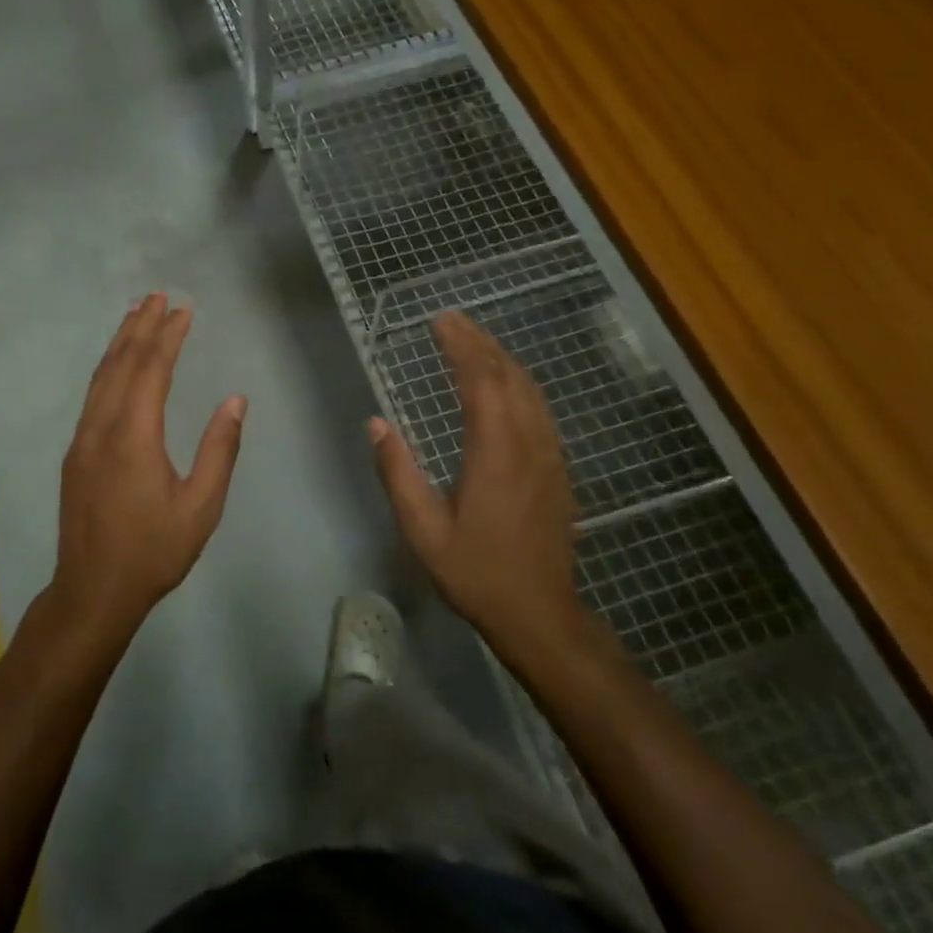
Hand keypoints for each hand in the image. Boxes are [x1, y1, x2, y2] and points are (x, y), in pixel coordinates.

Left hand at [54, 294, 246, 631]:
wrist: (92, 591)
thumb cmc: (153, 551)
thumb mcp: (201, 506)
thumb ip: (219, 450)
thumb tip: (235, 400)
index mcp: (134, 436)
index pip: (152, 370)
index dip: (168, 336)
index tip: (184, 310)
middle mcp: (102, 428)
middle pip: (120, 363)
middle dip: (140, 326)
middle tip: (157, 295)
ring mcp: (82, 439)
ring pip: (100, 377)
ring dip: (119, 342)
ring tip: (135, 315)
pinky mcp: (75, 454)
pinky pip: (92, 396)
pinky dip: (107, 368)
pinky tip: (116, 365)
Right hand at [368, 310, 581, 649]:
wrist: (539, 613)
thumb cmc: (476, 572)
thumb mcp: (423, 530)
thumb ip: (398, 473)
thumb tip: (376, 424)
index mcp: (495, 453)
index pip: (481, 382)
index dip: (461, 347)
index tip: (440, 322)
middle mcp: (528, 443)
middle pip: (508, 376)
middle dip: (479, 342)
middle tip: (451, 320)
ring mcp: (549, 454)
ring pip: (529, 389)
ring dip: (501, 358)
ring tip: (473, 340)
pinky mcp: (557, 467)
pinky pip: (539, 408)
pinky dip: (518, 381)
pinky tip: (504, 382)